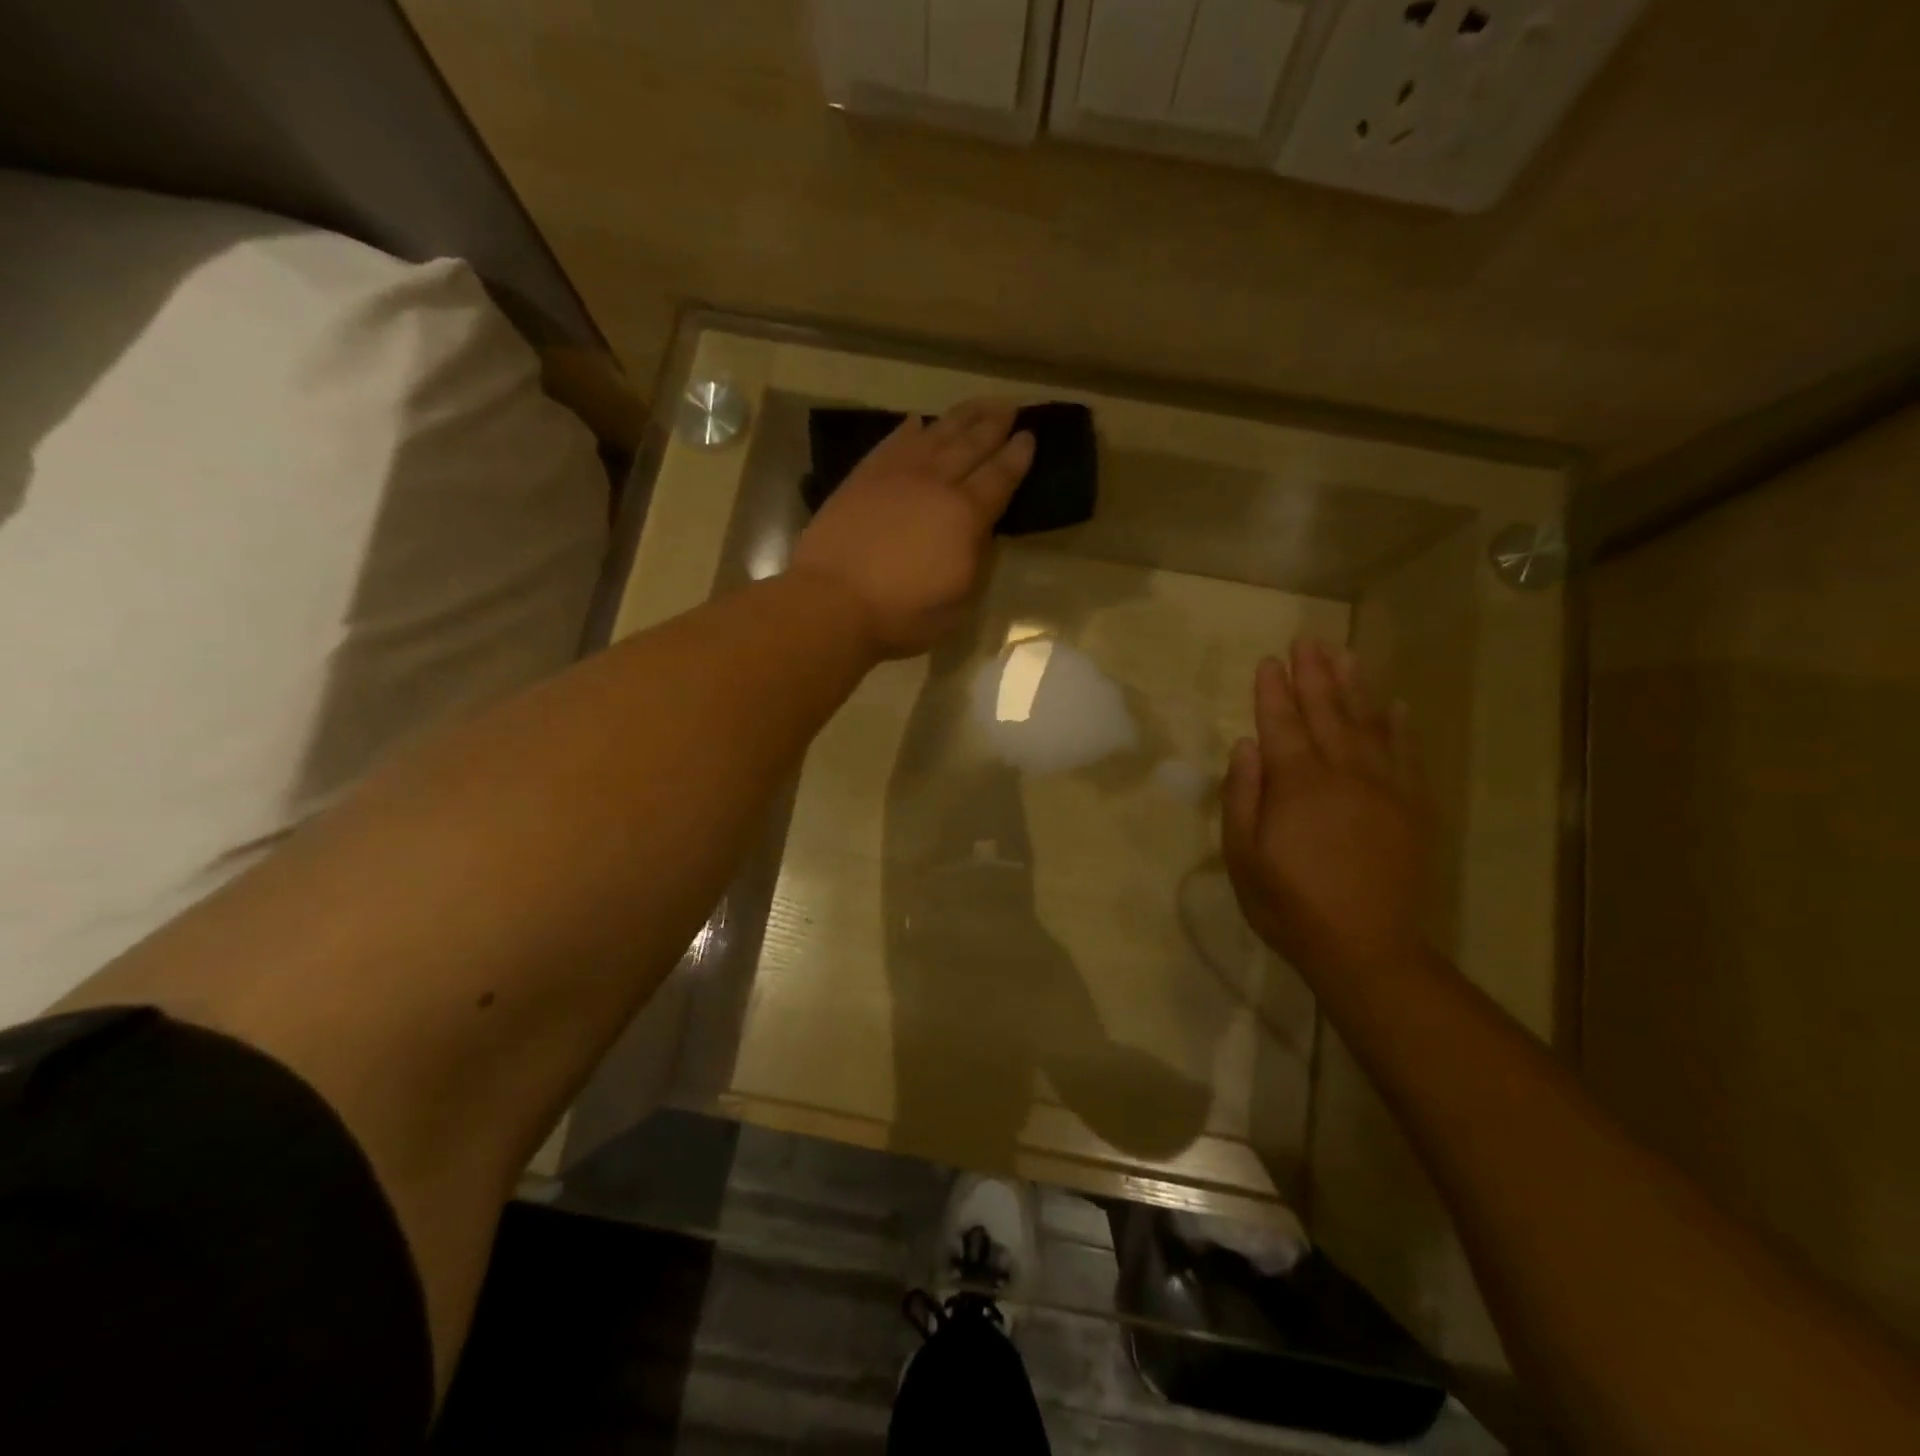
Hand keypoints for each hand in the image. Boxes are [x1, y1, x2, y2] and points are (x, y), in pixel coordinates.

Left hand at [790, 398, 1034, 659]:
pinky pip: (892, 443)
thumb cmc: (902, 613)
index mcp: (965, 515)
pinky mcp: (862, 478)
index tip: (1030, 436)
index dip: (1017, 457)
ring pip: (935, 435)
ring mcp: (895, 475)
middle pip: (970, 445)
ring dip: (960, 417)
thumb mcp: (959, 600)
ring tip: (978, 404)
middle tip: (1010, 406)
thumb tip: (982, 531)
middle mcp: (935, 483)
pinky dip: (909, 430)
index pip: (999, 477)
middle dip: (993, 425)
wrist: (833, 602)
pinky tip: (917, 422)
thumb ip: (976, 559)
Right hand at [1222, 638, 1430, 983]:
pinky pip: (1407, 755)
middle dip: (1314, 675)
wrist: (1366, 948)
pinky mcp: (1412, 807)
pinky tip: (1395, 705)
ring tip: (1345, 653)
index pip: (1280, 725)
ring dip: (1354, 686)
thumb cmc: (1290, 905)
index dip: (1272, 691)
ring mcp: (1384, 788)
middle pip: (1326, 712)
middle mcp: (1343, 774)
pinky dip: (1400, 727)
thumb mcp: (1244, 857)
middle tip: (1307, 641)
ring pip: (1367, 723)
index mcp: (1297, 785)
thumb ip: (1242, 796)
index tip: (1269, 660)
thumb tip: (1245, 745)